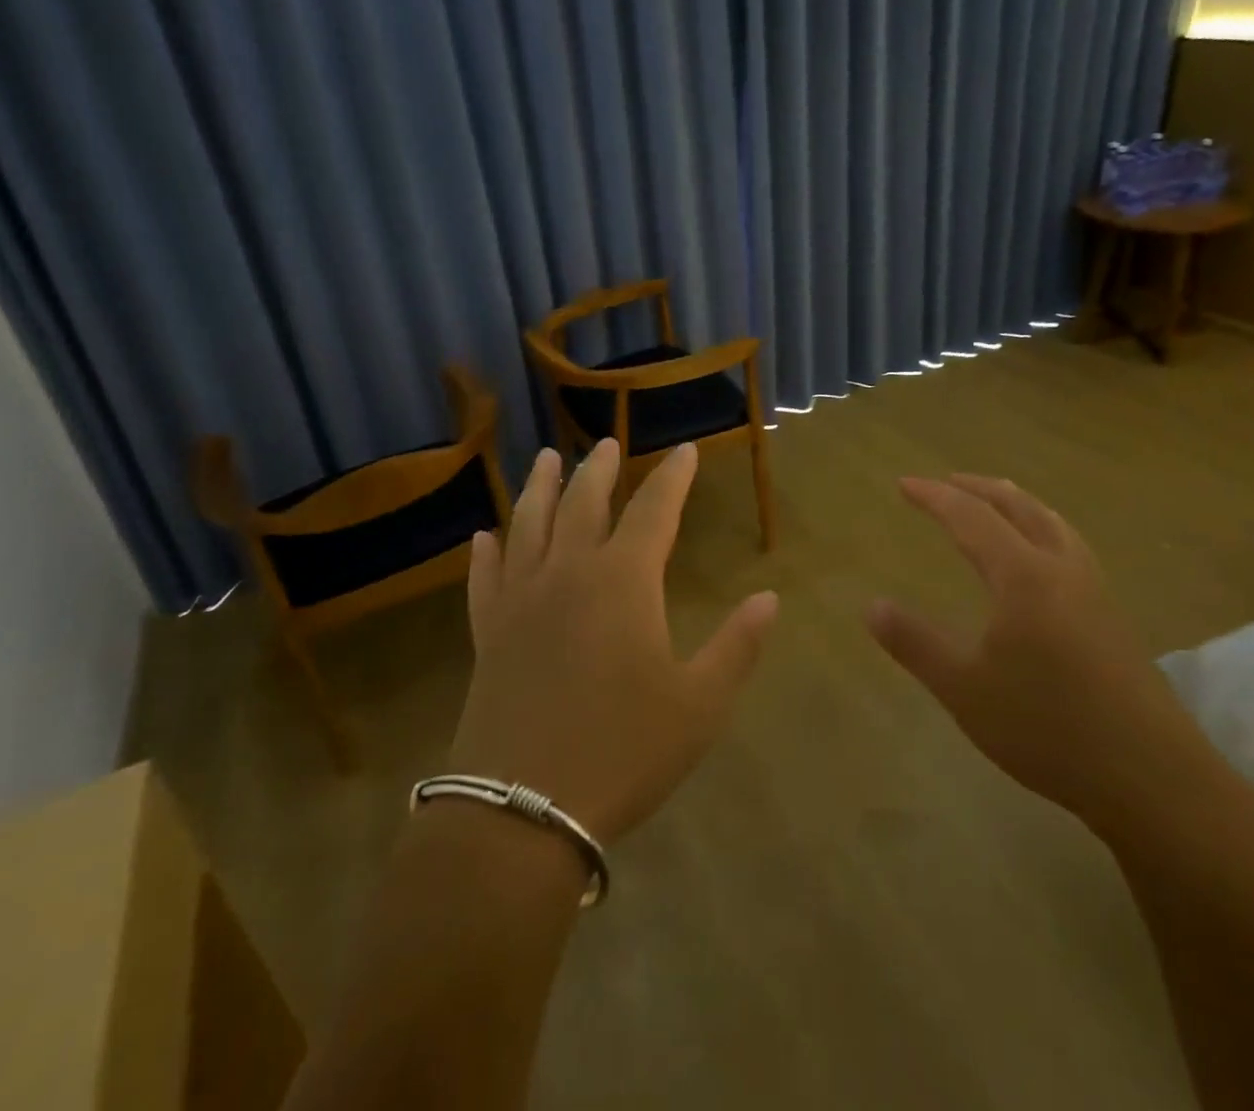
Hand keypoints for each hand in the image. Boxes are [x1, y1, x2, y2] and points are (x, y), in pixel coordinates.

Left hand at [447, 438, 779, 842]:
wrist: (523, 809)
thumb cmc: (623, 751)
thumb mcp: (698, 705)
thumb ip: (737, 646)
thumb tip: (769, 597)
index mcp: (623, 582)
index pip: (654, 510)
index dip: (673, 477)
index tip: (686, 450)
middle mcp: (568, 573)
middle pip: (583, 503)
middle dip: (598, 469)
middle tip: (606, 444)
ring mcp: (520, 600)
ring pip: (528, 525)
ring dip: (539, 488)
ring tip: (545, 458)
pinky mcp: (487, 632)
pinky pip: (485, 578)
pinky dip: (485, 553)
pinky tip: (483, 536)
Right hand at [866, 475, 1207, 837]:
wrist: (1153, 779)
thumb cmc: (1048, 728)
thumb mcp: (964, 689)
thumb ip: (915, 643)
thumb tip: (871, 606)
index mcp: (1023, 576)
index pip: (971, 517)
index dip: (935, 497)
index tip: (904, 483)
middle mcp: (1061, 569)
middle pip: (1019, 506)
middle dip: (978, 488)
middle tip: (945, 482)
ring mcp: (1095, 591)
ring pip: (1052, 523)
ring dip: (1016, 502)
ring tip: (994, 502)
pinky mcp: (1113, 617)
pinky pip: (1070, 546)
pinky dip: (1042, 528)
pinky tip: (1040, 558)